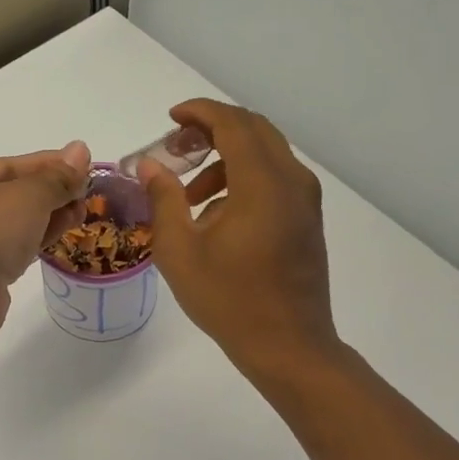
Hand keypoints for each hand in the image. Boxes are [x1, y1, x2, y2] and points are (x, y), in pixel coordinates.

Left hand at [0, 143, 91, 341]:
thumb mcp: (29, 195)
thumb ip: (58, 176)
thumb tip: (81, 149)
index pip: (9, 165)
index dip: (49, 163)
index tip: (83, 164)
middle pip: (11, 195)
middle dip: (51, 192)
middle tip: (86, 193)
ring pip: (13, 224)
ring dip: (48, 217)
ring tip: (81, 214)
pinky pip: (11, 249)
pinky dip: (35, 240)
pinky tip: (60, 236)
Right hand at [138, 101, 339, 383]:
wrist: (288, 346)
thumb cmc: (229, 299)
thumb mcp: (180, 251)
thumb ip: (164, 199)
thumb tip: (150, 166)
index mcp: (262, 184)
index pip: (233, 124)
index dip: (200, 113)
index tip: (171, 118)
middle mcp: (292, 181)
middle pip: (254, 130)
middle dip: (212, 129)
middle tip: (176, 148)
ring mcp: (305, 200)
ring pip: (265, 154)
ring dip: (226, 158)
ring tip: (190, 194)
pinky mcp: (307, 218)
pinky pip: (275, 178)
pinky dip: (244, 178)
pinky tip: (217, 215)